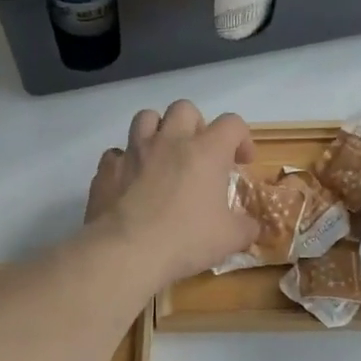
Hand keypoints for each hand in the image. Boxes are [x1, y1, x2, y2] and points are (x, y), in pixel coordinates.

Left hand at [85, 100, 258, 287]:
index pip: (232, 123)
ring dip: (157, 131)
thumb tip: (253, 227)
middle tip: (198, 153)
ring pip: (145, 118)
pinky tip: (130, 182)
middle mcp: (169, 141)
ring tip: (162, 157)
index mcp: (205, 151)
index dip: (241, 138)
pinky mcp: (107, 169)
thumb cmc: (186, 241)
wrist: (127, 252)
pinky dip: (125, 162)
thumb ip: (246, 227)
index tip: (241, 162)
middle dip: (195, 125)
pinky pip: (116, 153)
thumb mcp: (230, 239)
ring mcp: (133, 152)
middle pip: (184, 109)